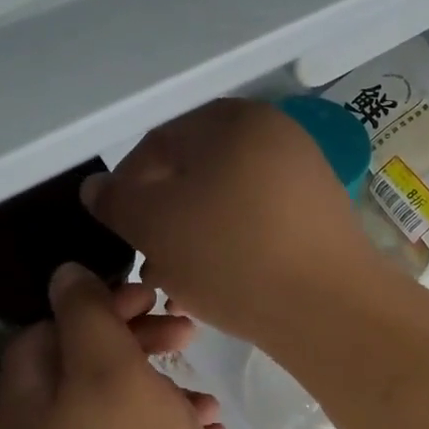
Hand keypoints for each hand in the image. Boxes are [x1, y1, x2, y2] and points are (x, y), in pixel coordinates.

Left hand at [0, 264, 229, 428]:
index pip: (48, 328)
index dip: (98, 304)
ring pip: (121, 407)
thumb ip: (86, 314)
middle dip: (138, 342)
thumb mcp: (109, 371)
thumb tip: (65, 274)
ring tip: (205, 391)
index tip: (149, 296)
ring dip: (164, 389)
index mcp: (23, 404)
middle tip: (184, 330)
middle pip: (86, 366)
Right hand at [80, 99, 386, 347]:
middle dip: (165, 218)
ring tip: (179, 282)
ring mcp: (306, 176)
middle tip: (148, 261)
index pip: (159, 143)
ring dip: (195, 237)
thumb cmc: (232, 256)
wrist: (330, 308)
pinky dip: (234, 247)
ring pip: (228, 203)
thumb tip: (98, 188)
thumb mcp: (156, 227)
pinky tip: (220, 285)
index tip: (121, 231)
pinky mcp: (323, 217)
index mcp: (234, 120)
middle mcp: (276, 136)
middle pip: (197, 173)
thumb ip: (117, 202)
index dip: (128, 187)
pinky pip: (262, 223)